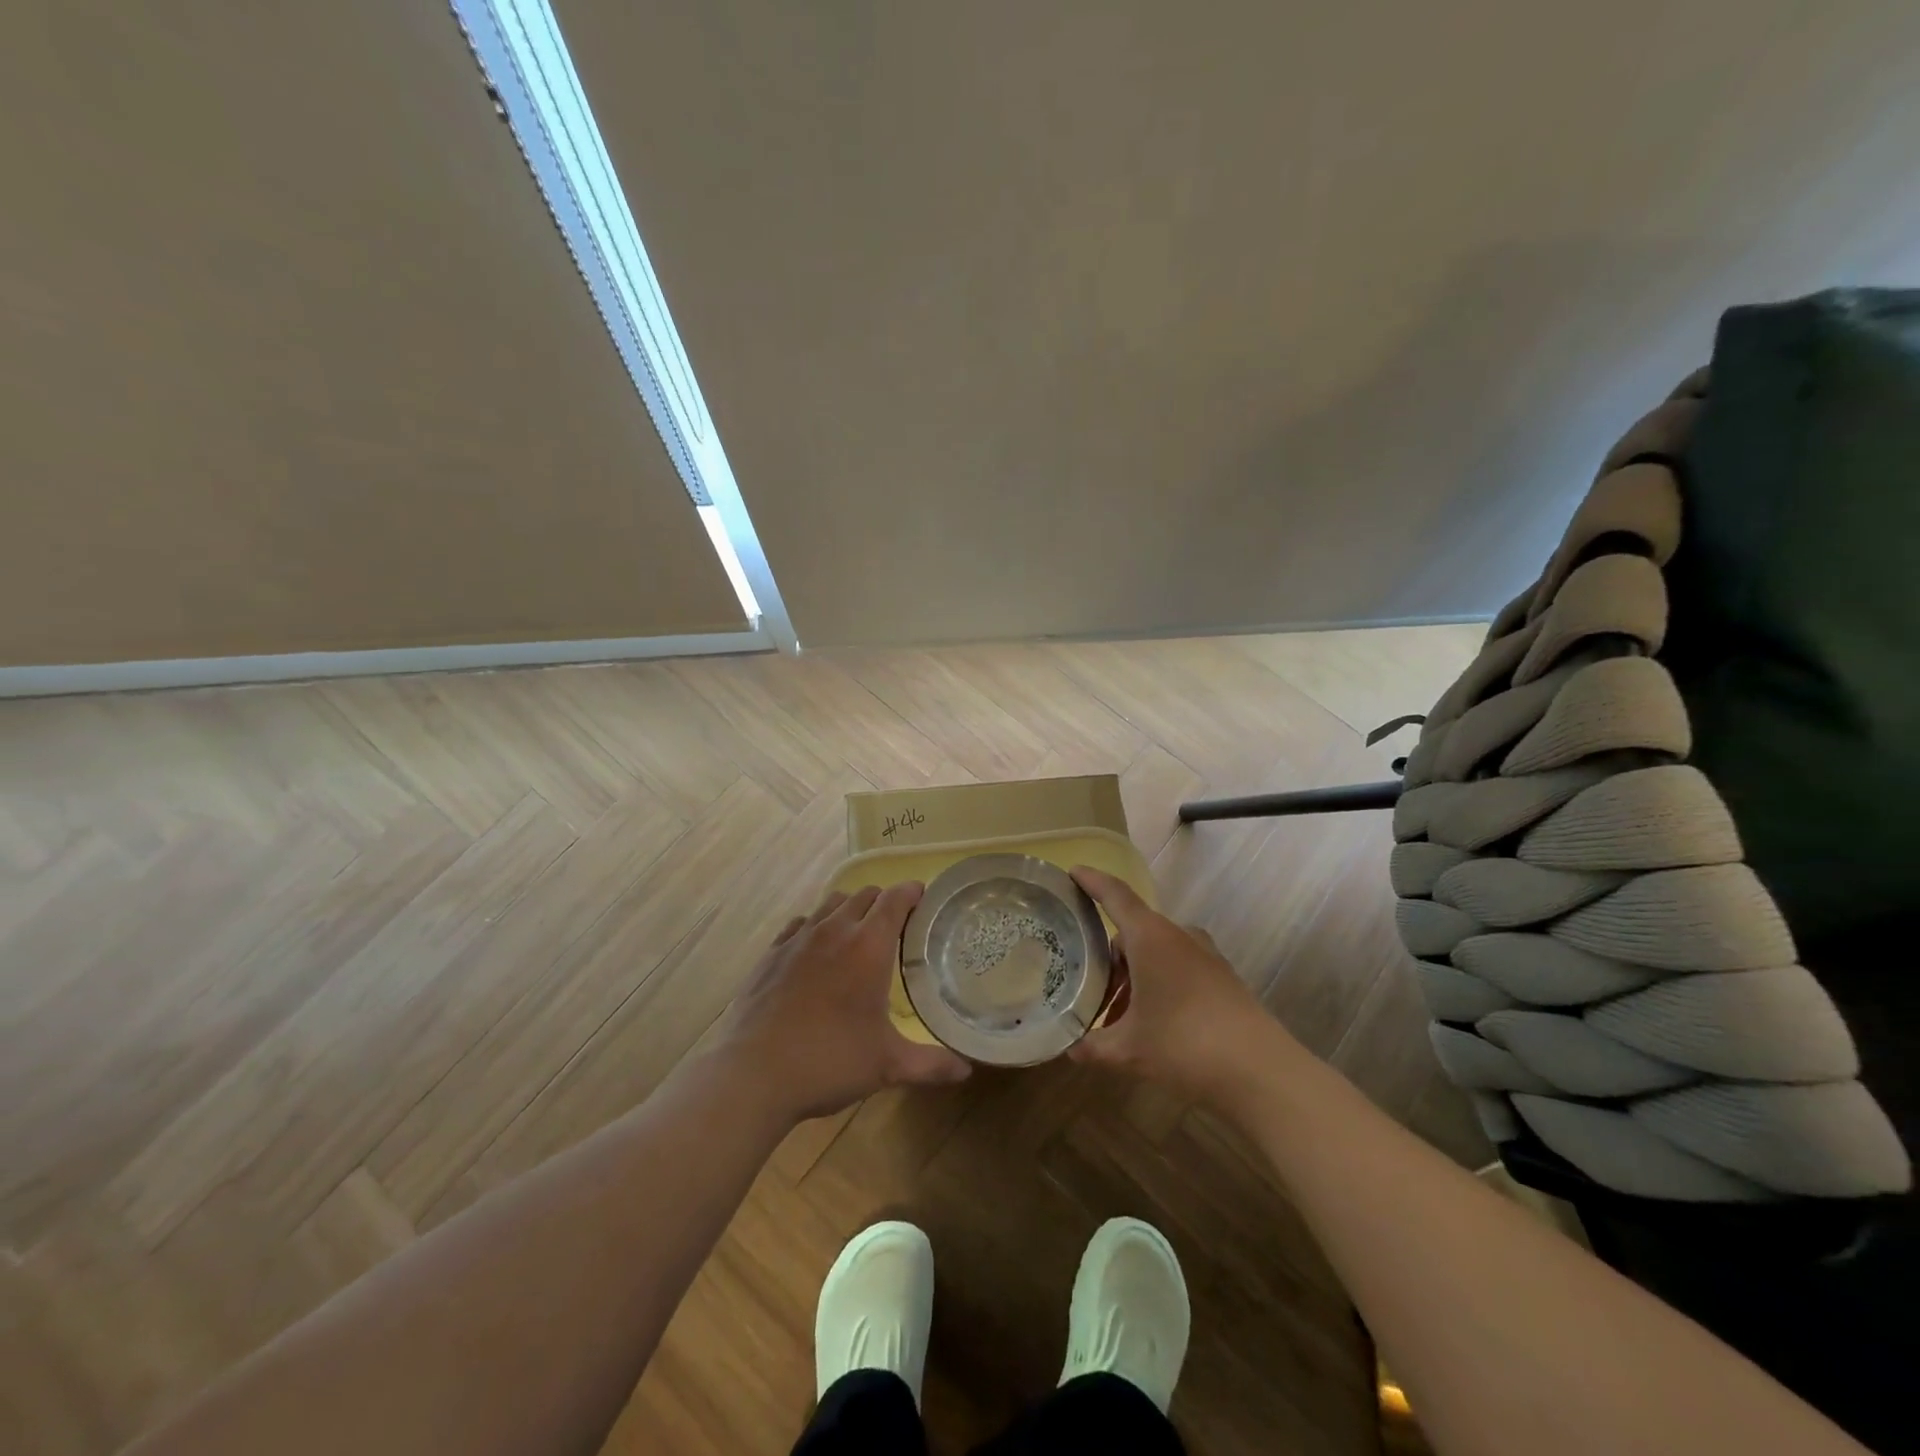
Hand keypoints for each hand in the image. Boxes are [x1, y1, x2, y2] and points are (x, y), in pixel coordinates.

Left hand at [717, 883, 971, 1123]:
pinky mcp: (771, 952)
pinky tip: (816, 952)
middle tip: (897, 927)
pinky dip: (816, 926)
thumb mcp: (887, 1066)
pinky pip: (800, 923)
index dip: (913, 892)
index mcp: (868, 946)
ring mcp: (798, 938)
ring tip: (857, 935)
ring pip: (831, 903)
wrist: (751, 1074)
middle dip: (884, 902)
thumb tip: (966, 1069)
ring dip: (850, 909)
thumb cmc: (828, 1062)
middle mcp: (834, 930)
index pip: (896, 899)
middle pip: (865, 895)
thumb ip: (931, 1064)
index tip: (924, 898)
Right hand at [1068, 866, 1279, 1102]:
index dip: (1092, 881)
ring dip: (1134, 977)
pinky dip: (1158, 985)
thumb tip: (1070, 1049)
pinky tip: (1152, 1023)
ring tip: (1119, 1017)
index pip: (1115, 895)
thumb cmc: (1185, 1045)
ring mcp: (1205, 956)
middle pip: (1133, 932)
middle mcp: (1178, 936)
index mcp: (1150, 937)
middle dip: (1109, 959)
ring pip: (1156, 953)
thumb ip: (1093, 1045)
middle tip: (1089, 990)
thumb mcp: (1128, 1050)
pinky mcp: (1223, 978)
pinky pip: (1178, 968)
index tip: (1072, 871)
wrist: (1262, 1073)